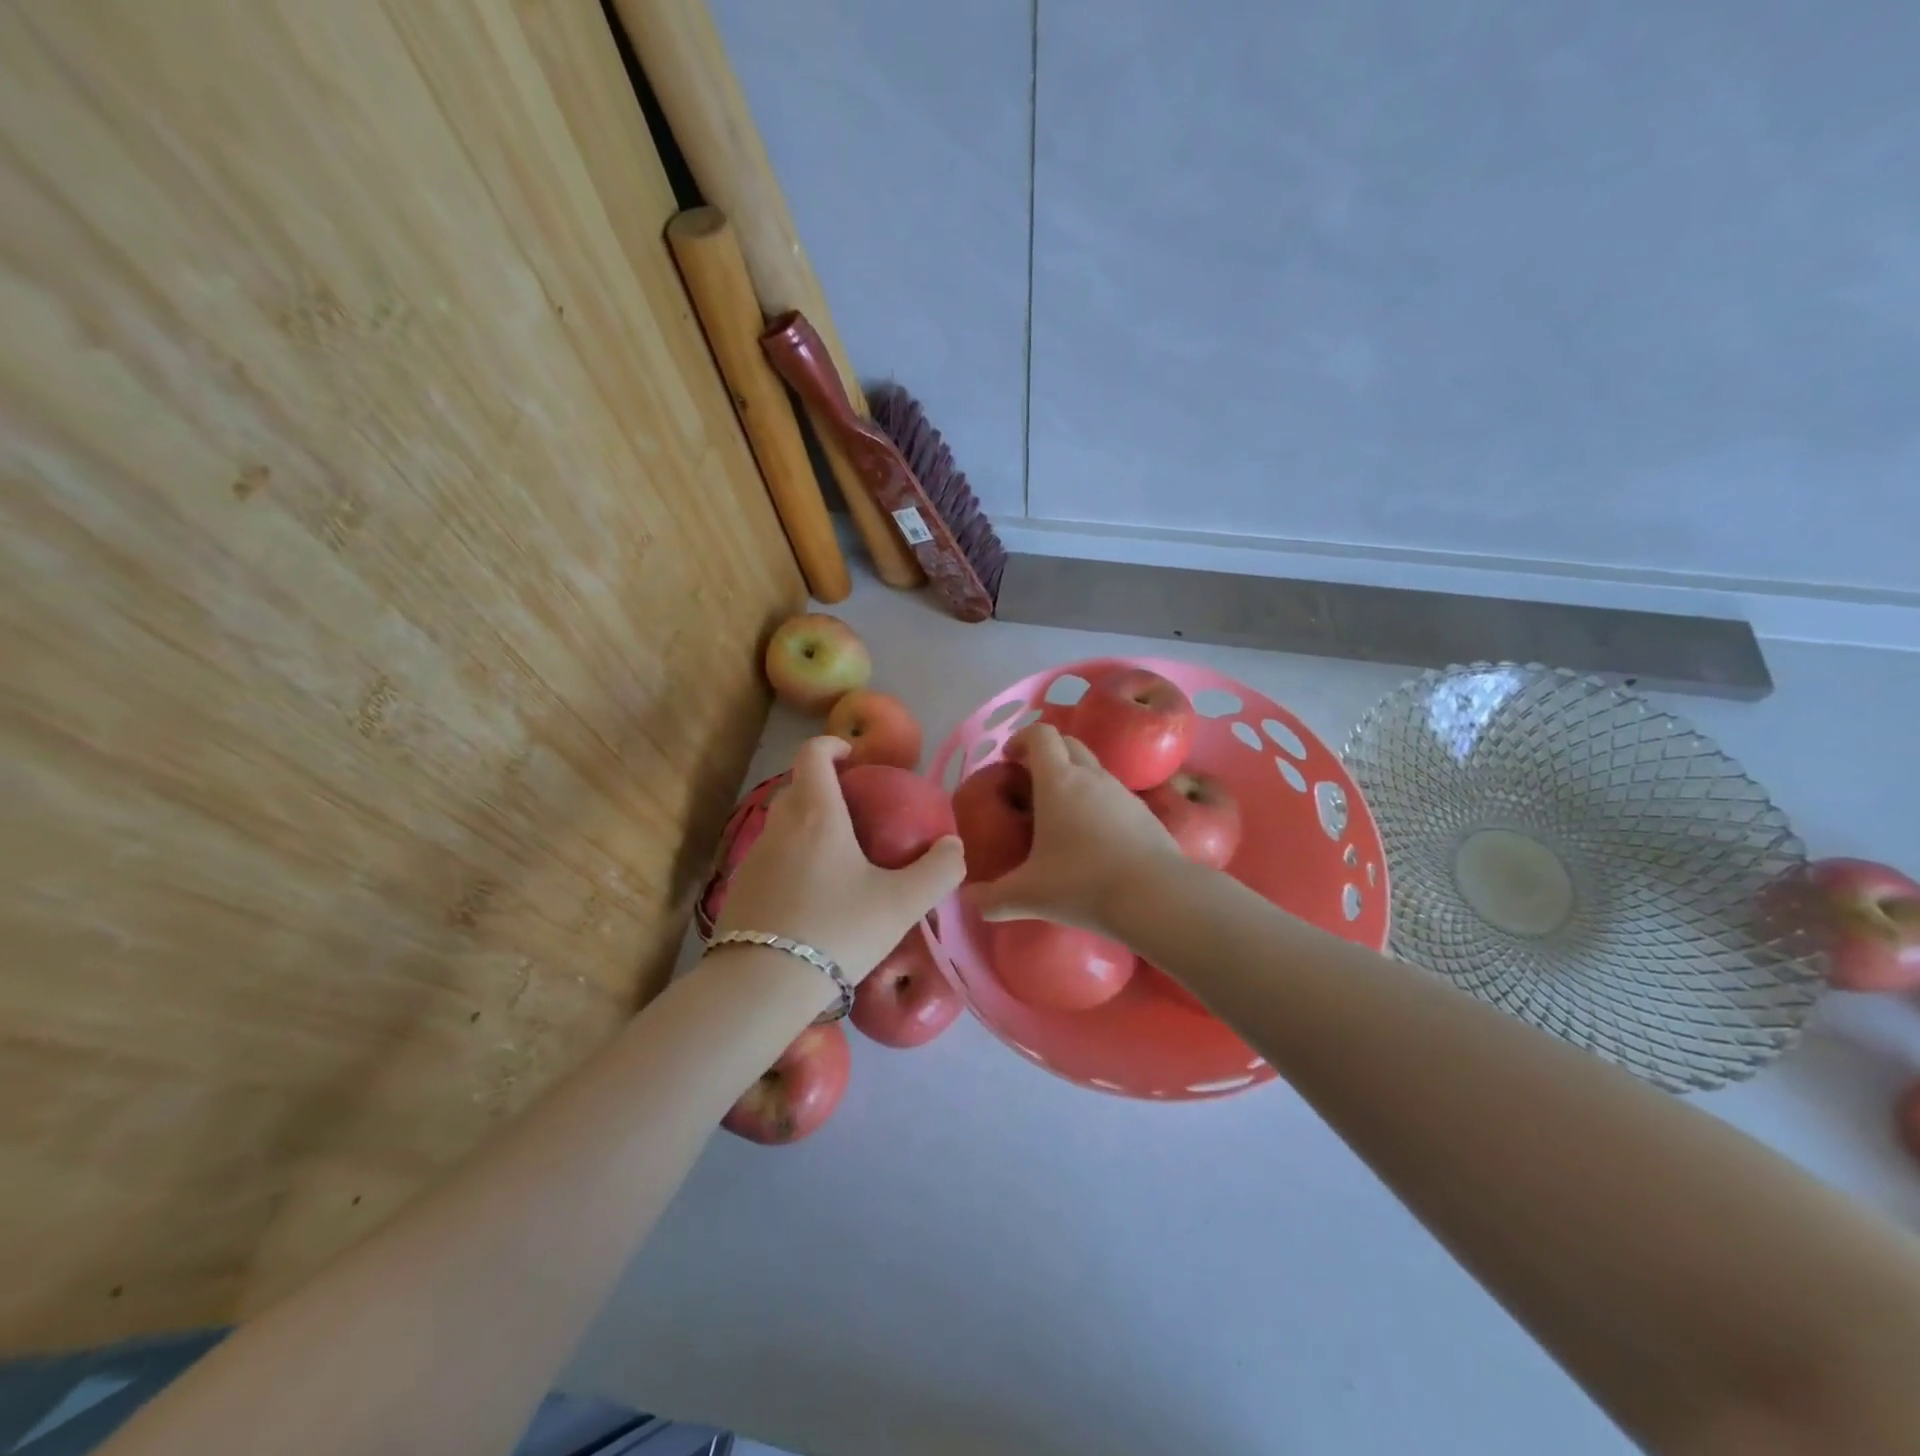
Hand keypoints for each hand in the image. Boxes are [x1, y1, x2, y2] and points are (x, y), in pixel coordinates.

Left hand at [710, 736, 964, 981]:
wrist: (761, 985)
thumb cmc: (838, 931)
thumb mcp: (902, 903)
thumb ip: (938, 871)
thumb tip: (954, 846)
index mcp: (817, 814)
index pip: (812, 754)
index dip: (832, 746)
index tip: (854, 759)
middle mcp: (779, 826)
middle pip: (797, 787)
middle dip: (824, 787)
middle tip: (857, 811)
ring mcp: (753, 857)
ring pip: (782, 824)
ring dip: (807, 824)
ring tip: (838, 856)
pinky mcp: (739, 888)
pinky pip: (770, 856)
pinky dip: (792, 857)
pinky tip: (812, 894)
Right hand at [967, 723, 1182, 933]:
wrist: (1157, 898)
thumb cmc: (1083, 884)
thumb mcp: (1028, 895)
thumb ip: (992, 898)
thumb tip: (969, 900)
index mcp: (1058, 782)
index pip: (1040, 735)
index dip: (1022, 739)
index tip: (1009, 759)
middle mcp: (1091, 776)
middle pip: (1068, 743)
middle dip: (1047, 753)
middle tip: (1030, 782)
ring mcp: (1122, 793)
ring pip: (1094, 768)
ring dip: (1074, 777)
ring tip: (1060, 814)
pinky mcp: (1145, 813)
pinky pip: (1114, 795)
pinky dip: (1098, 803)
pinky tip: (1093, 839)